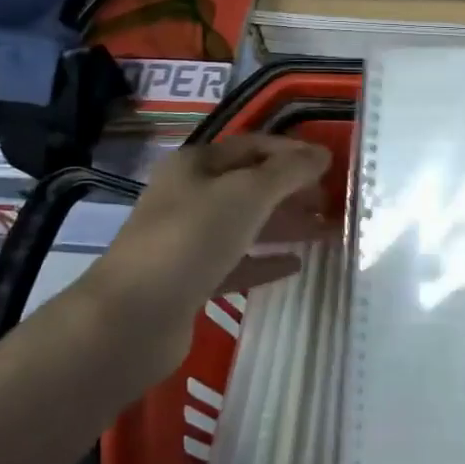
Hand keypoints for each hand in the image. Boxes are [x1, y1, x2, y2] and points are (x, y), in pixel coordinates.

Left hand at [83, 135, 331, 375]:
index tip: (331, 164)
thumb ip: (288, 172)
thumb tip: (322, 155)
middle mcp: (190, 196)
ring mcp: (188, 239)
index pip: (254, 146)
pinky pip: (237, 262)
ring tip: (327, 230)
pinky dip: (266, 260)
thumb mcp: (247, 194)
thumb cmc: (191, 239)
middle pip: (251, 184)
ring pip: (246, 224)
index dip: (293, 152)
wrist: (132, 317)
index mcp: (196, 165)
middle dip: (292, 189)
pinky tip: (296, 264)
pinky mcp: (191, 279)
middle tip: (332, 201)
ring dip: (286, 224)